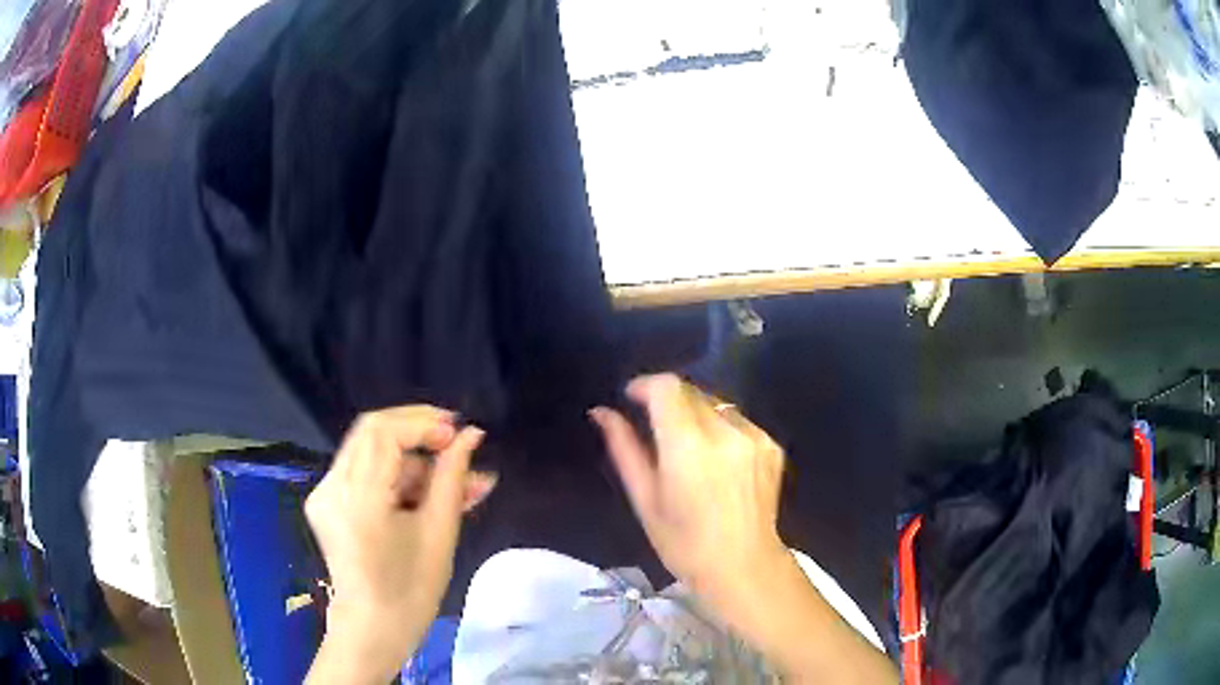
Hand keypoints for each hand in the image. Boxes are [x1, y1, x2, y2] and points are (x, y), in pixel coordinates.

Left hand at [304, 406, 495, 683]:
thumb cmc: (412, 590)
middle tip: (455, 441)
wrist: (373, 628)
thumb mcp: (439, 532)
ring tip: (455, 481)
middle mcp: (332, 486)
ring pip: (369, 450)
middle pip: (372, 431)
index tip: (459, 435)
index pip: (384, 433)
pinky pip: (362, 471)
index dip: (423, 424)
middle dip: (417, 429)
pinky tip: (426, 491)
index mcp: (359, 498)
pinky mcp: (326, 501)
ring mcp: (325, 493)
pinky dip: (395, 474)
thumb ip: (452, 477)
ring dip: (412, 458)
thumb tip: (472, 436)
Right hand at [590, 374, 787, 607]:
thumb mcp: (645, 500)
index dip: (646, 385)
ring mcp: (754, 437)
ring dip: (696, 414)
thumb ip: (624, 449)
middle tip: (656, 430)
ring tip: (688, 450)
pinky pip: (738, 420)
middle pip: (691, 392)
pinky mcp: (771, 445)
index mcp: (688, 447)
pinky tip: (718, 462)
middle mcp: (725, 432)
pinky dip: (721, 429)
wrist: (744, 567)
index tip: (632, 398)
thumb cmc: (684, 544)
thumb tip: (601, 412)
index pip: (667, 387)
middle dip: (669, 402)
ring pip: (716, 403)